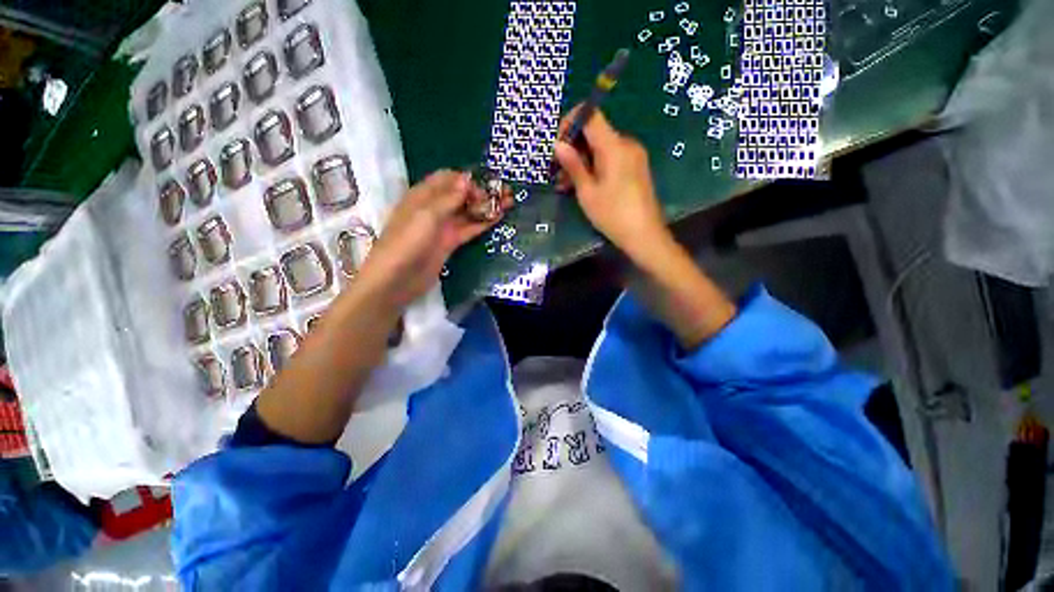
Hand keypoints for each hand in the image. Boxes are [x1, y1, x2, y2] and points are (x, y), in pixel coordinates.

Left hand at [357, 170, 510, 308]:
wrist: (397, 280)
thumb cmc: (407, 242)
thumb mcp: (426, 215)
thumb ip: (448, 198)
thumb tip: (467, 179)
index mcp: (423, 195)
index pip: (448, 178)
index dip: (467, 180)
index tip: (484, 188)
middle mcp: (434, 208)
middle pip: (461, 194)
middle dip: (482, 191)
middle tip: (506, 193)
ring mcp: (443, 227)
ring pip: (468, 212)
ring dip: (486, 207)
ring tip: (509, 203)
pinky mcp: (450, 243)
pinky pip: (469, 229)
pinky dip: (482, 223)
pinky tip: (498, 218)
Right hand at [554, 107, 667, 262]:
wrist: (644, 235)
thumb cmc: (612, 215)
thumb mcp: (587, 192)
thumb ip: (573, 165)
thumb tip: (558, 144)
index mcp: (614, 146)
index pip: (590, 115)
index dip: (570, 122)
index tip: (557, 144)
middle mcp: (626, 143)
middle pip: (595, 133)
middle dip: (573, 149)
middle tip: (558, 174)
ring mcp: (633, 155)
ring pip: (601, 148)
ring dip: (582, 161)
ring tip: (566, 185)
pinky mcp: (636, 166)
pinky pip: (611, 157)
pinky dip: (595, 167)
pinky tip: (584, 185)